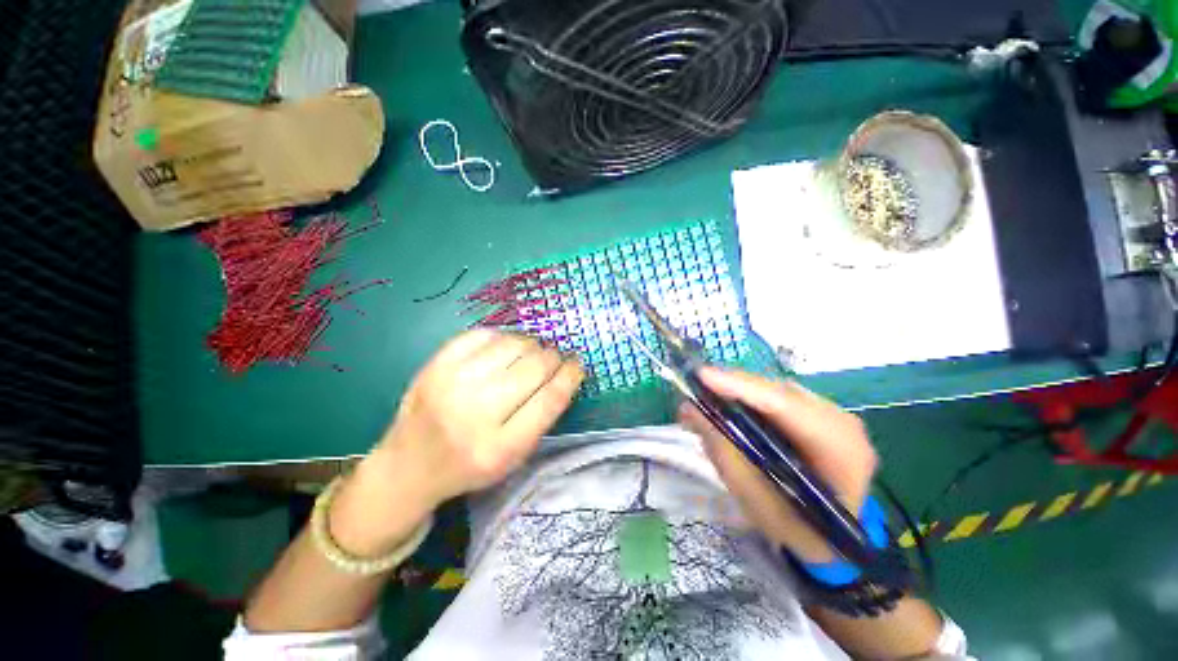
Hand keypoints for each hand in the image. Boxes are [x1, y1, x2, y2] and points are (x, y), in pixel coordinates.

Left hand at [330, 330, 584, 556]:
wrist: (409, 465)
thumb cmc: (470, 465)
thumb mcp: (513, 458)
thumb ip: (541, 417)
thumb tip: (563, 370)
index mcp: (500, 447)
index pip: (550, 399)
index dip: (571, 375)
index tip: (578, 364)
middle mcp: (475, 412)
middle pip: (534, 367)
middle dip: (553, 357)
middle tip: (554, 358)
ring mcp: (451, 384)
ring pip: (513, 344)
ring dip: (531, 344)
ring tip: (531, 352)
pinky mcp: (435, 364)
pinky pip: (484, 334)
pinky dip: (503, 337)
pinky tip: (505, 347)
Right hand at [679, 367, 876, 561]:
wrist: (835, 539)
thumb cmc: (796, 528)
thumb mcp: (755, 499)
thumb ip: (723, 452)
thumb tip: (689, 410)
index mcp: (840, 449)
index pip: (786, 406)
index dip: (741, 387)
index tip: (702, 376)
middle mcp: (841, 422)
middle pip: (778, 392)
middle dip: (732, 387)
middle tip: (693, 389)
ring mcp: (831, 414)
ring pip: (775, 390)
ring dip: (738, 392)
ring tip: (704, 399)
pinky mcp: (817, 413)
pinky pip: (777, 397)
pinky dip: (748, 399)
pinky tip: (727, 405)